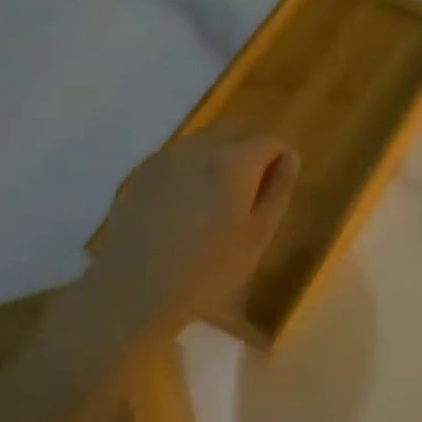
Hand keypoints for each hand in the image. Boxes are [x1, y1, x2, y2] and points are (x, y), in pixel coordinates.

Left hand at [81, 127, 298, 348]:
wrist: (131, 292)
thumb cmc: (207, 271)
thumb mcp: (258, 235)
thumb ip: (278, 189)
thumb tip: (289, 156)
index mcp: (234, 161)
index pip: (271, 140)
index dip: (281, 159)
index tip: (278, 188)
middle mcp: (200, 147)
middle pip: (237, 130)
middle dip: (252, 149)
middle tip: (253, 190)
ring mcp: (166, 157)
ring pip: (206, 140)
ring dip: (222, 156)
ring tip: (219, 199)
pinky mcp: (142, 172)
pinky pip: (179, 156)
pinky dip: (193, 168)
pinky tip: (186, 206)